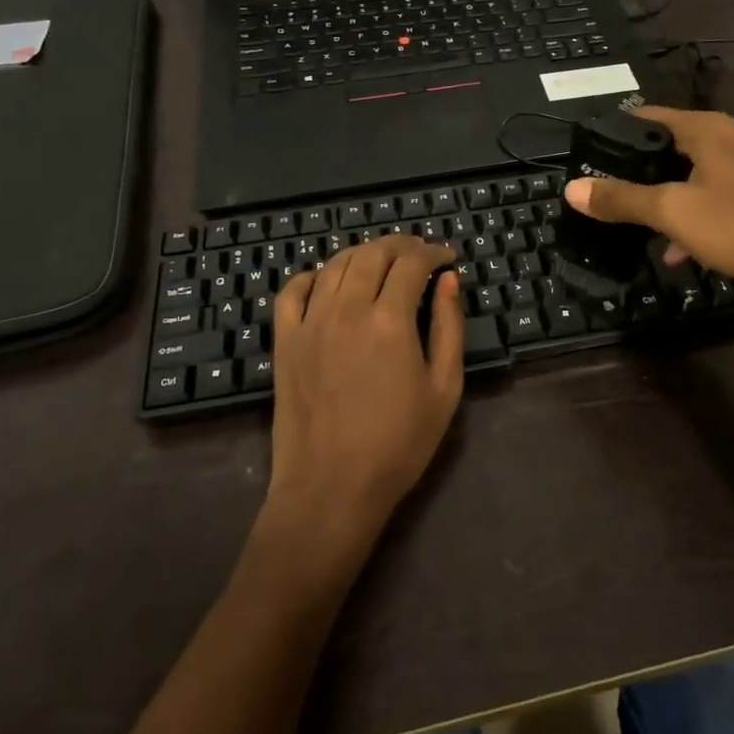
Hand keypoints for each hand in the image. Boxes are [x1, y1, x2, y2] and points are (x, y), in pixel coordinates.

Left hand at [262, 236, 464, 557]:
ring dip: (363, 253)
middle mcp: (347, 309)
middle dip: (401, 245)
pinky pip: (292, 290)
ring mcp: (310, 322)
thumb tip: (448, 280)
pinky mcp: (284, 340)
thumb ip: (449, 326)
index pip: (412, 263)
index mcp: (390, 320)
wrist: (331, 489)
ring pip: (336, 265)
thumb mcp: (444, 388)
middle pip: (373, 254)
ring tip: (382, 262)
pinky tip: (328, 281)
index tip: (447, 257)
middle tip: (419, 253)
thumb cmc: (398, 444)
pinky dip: (313, 275)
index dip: (433, 252)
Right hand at [564, 106, 733, 300]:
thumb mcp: (675, 214)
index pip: (652, 116)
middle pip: (678, 144)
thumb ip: (623, 199)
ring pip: (705, 171)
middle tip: (620, 193)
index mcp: (711, 129)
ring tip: (651, 230)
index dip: (620, 130)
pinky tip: (692, 246)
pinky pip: (730, 189)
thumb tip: (572, 188)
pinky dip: (706, 208)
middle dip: (648, 171)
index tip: (596, 149)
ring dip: (677, 196)